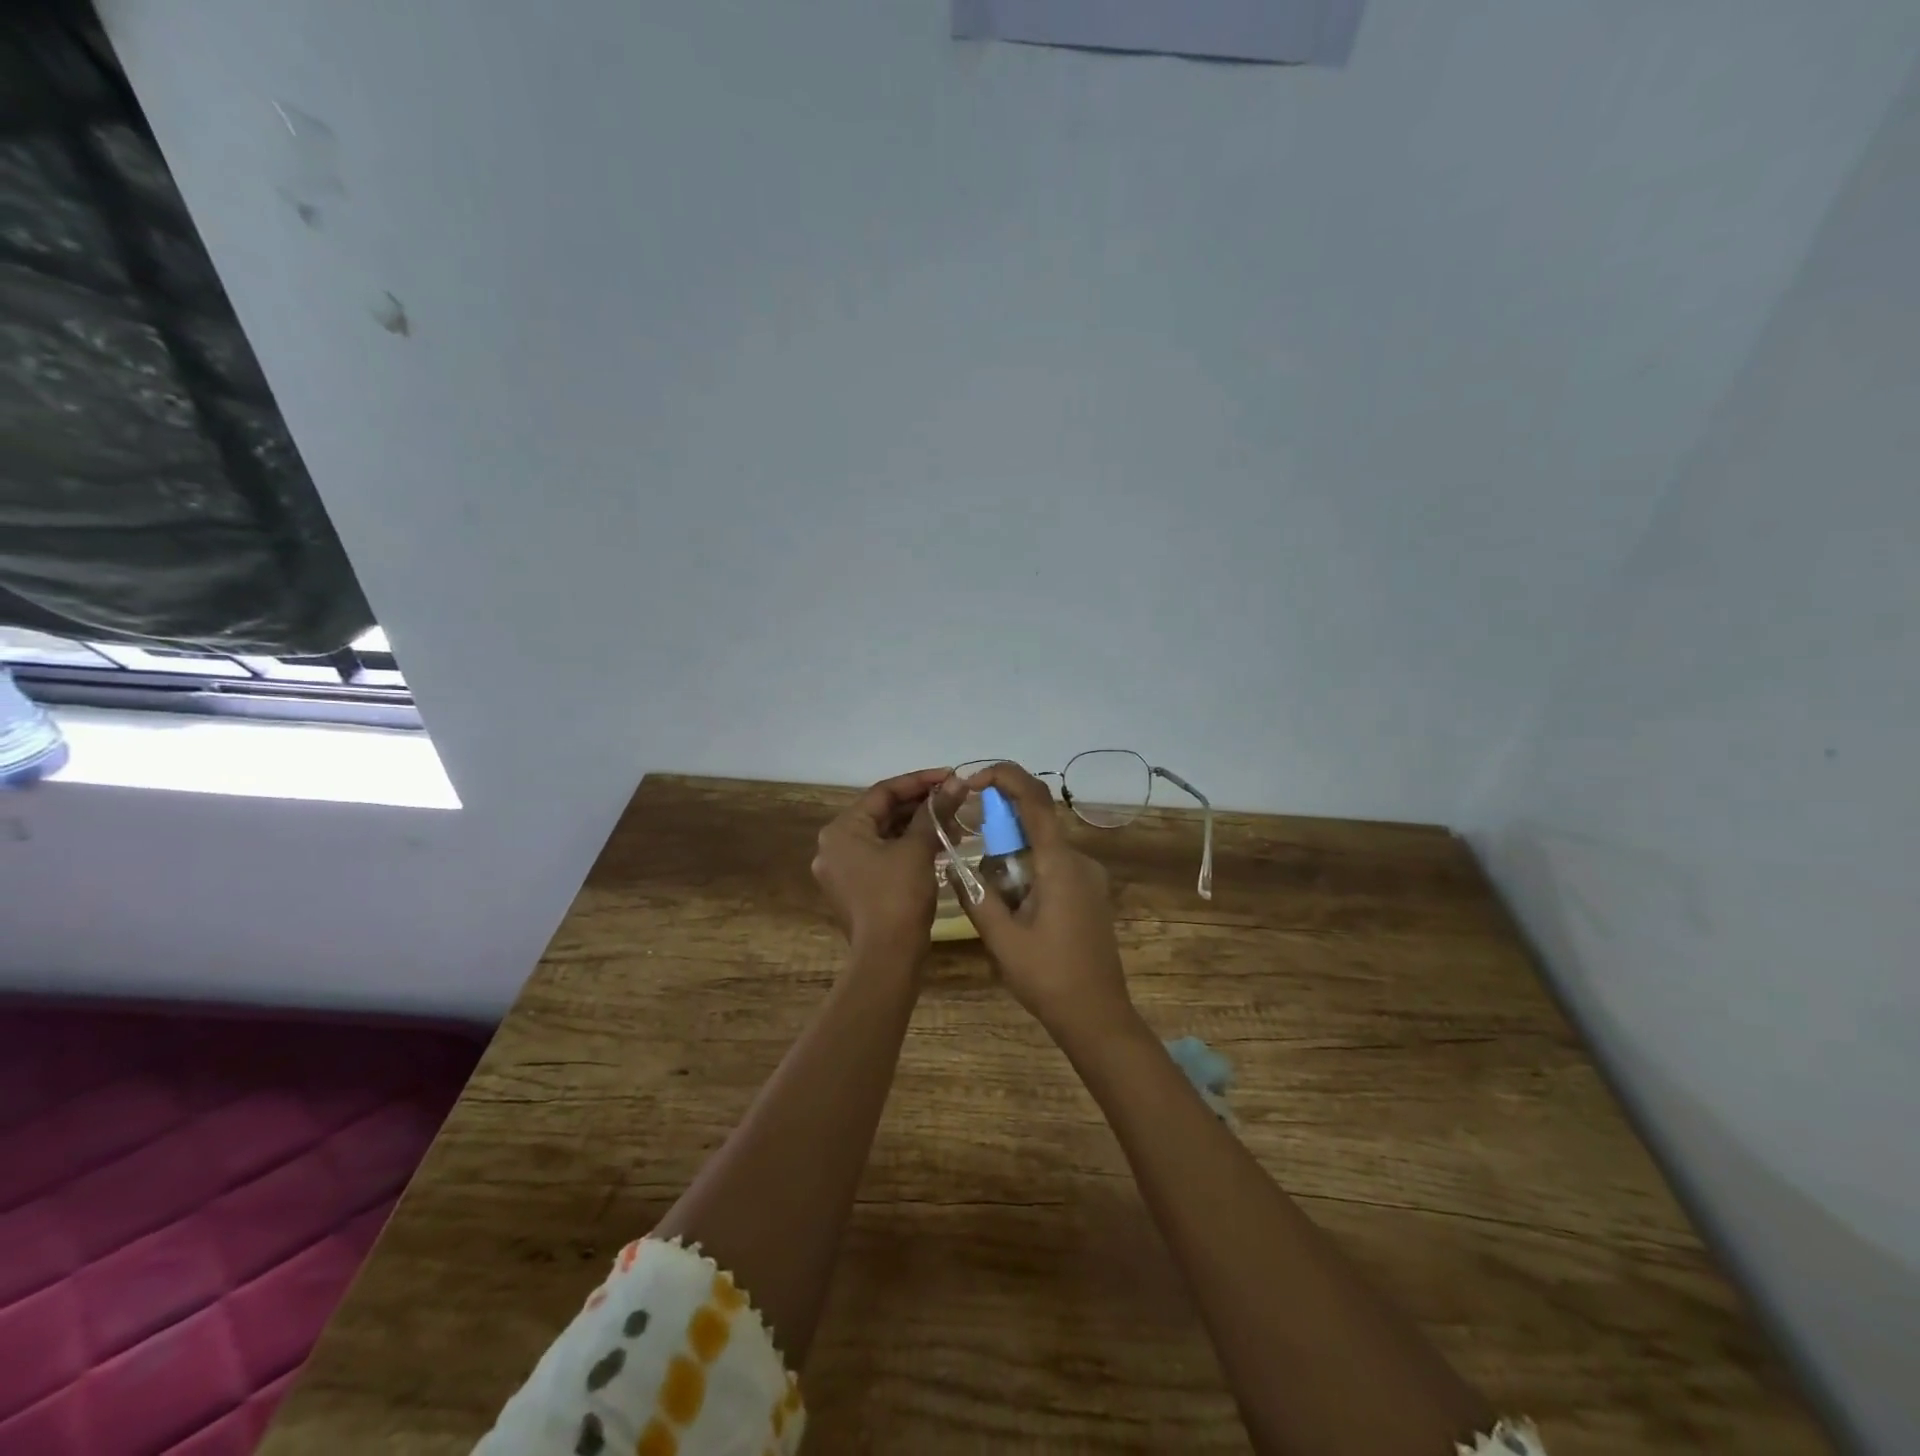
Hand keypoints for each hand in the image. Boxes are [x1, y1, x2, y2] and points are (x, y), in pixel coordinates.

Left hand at [812, 767, 957, 965]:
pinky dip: (909, 848)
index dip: (920, 782)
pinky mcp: (857, 888)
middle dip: (922, 806)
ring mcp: (843, 869)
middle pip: (883, 813)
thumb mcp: (918, 848)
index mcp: (841, 830)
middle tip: (955, 801)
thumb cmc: (898, 896)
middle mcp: (834, 846)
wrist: (887, 958)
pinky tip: (940, 846)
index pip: (883, 792)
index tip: (950, 776)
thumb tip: (957, 783)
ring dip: (919, 827)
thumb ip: (936, 811)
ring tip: (955, 825)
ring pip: (886, 836)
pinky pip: (884, 856)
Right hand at [949, 762, 1136, 1041]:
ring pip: (1041, 848)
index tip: (973, 780)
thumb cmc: (1049, 978)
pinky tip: (1014, 910)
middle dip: (999, 828)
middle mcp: (1079, 861)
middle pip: (1035, 823)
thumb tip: (952, 865)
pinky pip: (1052, 867)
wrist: (1098, 1017)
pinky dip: (1026, 872)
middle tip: (970, 853)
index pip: (1035, 799)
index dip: (1005, 777)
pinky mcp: (1089, 894)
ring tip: (993, 899)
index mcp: (1059, 864)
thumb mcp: (1001, 939)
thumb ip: (976, 896)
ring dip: (1011, 858)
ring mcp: (1088, 878)